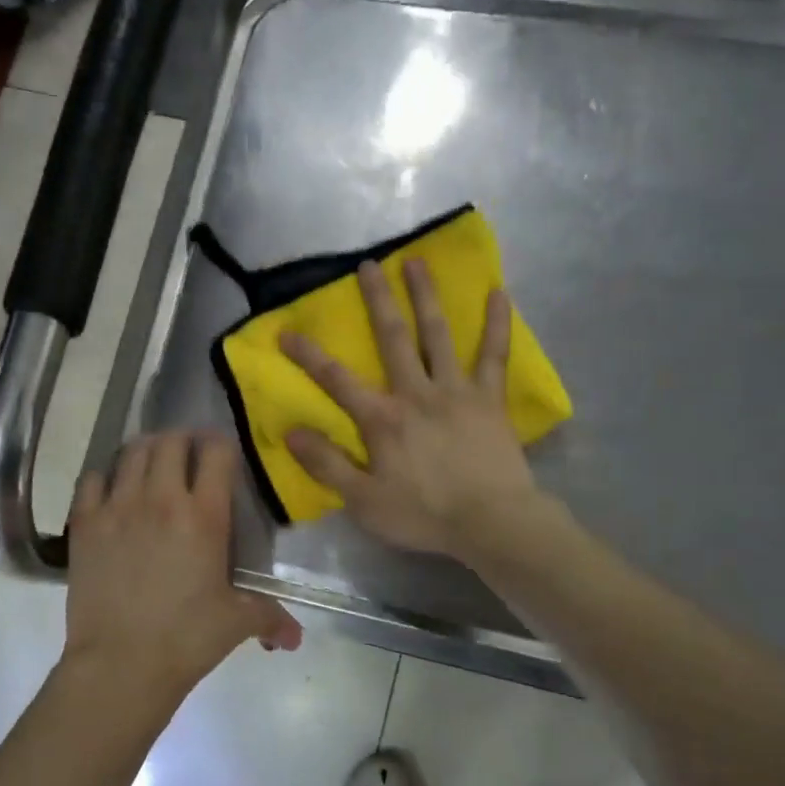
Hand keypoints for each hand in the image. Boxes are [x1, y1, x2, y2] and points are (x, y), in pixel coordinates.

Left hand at [65, 431, 301, 696]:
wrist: (121, 665)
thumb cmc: (186, 640)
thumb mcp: (236, 623)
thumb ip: (270, 618)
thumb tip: (295, 638)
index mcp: (204, 515)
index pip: (216, 452)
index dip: (221, 444)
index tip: (222, 453)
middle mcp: (161, 498)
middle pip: (171, 441)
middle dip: (183, 440)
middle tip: (187, 455)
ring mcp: (118, 507)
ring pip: (132, 452)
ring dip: (146, 449)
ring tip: (152, 463)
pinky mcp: (85, 523)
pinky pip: (92, 478)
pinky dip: (105, 475)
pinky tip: (112, 489)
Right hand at [280, 259, 537, 557]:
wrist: (491, 523)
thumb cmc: (424, 514)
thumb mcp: (364, 501)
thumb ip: (327, 464)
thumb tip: (291, 432)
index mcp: (383, 418)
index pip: (336, 380)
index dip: (308, 355)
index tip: (286, 331)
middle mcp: (416, 393)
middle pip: (393, 339)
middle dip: (377, 301)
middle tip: (368, 264)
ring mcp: (457, 391)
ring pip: (439, 335)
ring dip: (426, 297)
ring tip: (417, 263)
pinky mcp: (490, 399)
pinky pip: (494, 355)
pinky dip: (497, 324)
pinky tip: (499, 293)